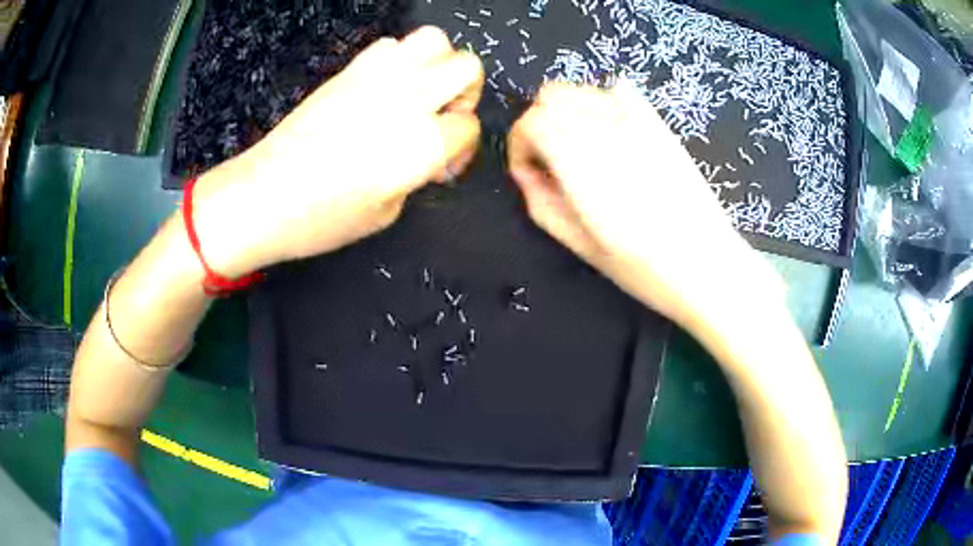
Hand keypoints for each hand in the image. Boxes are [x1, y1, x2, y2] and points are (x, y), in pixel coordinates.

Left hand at [191, 27, 483, 277]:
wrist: (263, 196)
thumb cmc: (321, 220)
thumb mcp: (385, 213)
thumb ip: (415, 174)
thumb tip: (423, 154)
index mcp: (422, 144)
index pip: (469, 125)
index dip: (462, 147)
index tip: (442, 164)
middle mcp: (408, 100)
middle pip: (467, 67)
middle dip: (466, 92)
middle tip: (444, 117)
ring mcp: (377, 78)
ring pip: (434, 40)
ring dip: (438, 64)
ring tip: (420, 92)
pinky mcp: (349, 71)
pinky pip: (390, 45)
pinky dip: (398, 60)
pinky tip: (383, 88)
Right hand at [507, 82, 781, 330]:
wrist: (707, 263)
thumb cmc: (644, 268)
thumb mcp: (580, 246)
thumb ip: (542, 202)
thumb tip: (526, 173)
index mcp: (584, 162)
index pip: (532, 122)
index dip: (519, 145)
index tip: (528, 174)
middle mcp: (608, 129)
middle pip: (552, 95)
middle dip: (538, 123)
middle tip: (547, 161)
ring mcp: (638, 121)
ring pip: (583, 91)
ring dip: (566, 113)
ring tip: (576, 151)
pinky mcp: (659, 124)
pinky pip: (620, 92)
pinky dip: (602, 102)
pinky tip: (608, 132)